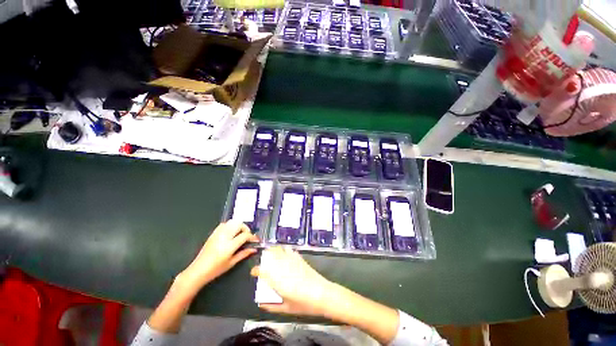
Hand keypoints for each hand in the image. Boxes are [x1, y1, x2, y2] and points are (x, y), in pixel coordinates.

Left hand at [178, 221, 258, 292]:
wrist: (197, 271)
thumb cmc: (215, 270)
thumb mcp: (231, 263)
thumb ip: (244, 254)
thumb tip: (254, 249)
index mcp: (229, 246)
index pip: (245, 235)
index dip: (252, 237)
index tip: (255, 240)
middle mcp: (224, 237)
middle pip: (239, 224)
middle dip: (246, 229)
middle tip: (248, 236)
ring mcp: (218, 234)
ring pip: (232, 222)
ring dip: (239, 225)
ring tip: (240, 233)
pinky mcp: (213, 234)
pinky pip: (224, 224)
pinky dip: (230, 225)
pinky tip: (231, 233)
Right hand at [250, 247, 340, 317]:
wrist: (322, 293)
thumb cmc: (303, 303)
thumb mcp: (285, 309)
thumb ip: (271, 306)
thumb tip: (261, 304)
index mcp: (277, 280)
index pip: (262, 270)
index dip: (256, 270)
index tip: (254, 272)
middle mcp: (283, 267)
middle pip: (270, 254)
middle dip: (264, 256)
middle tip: (263, 262)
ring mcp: (292, 260)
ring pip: (279, 250)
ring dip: (273, 251)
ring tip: (271, 255)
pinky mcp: (300, 258)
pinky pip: (289, 250)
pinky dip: (284, 250)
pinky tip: (284, 254)